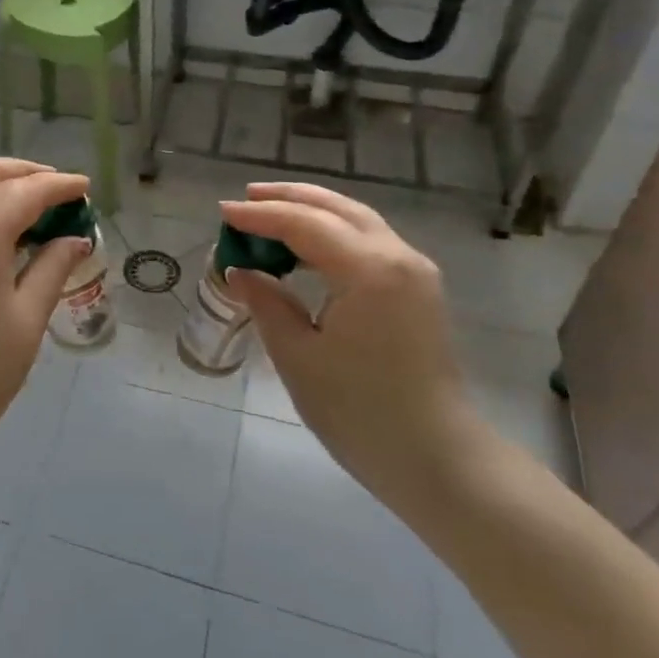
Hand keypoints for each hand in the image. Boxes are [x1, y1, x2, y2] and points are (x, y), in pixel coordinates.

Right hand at [220, 183, 478, 498]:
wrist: (436, 459)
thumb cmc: (360, 412)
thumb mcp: (298, 357)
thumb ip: (267, 303)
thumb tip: (241, 272)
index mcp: (369, 270)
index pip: (305, 224)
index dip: (260, 216)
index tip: (222, 213)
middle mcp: (398, 257)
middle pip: (338, 208)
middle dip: (290, 198)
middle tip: (246, 198)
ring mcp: (415, 272)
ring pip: (358, 220)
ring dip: (314, 211)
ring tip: (271, 211)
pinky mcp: (418, 290)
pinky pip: (370, 241)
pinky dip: (334, 232)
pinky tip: (308, 245)